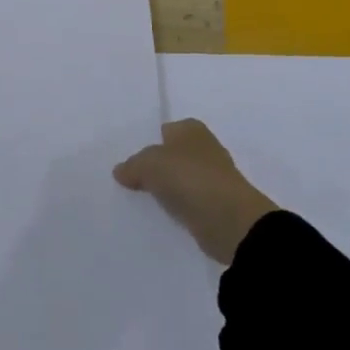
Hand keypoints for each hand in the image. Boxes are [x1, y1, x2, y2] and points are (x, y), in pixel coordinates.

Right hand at [113, 118, 276, 263]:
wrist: (229, 220)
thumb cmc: (189, 178)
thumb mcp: (149, 165)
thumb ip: (132, 165)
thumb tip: (120, 171)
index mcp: (191, 129)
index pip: (167, 130)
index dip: (150, 141)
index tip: (132, 159)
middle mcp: (205, 148)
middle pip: (174, 154)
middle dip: (159, 165)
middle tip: (133, 179)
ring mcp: (214, 177)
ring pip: (182, 178)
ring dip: (169, 187)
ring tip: (144, 199)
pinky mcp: (217, 204)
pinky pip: (190, 201)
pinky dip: (180, 206)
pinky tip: (164, 214)